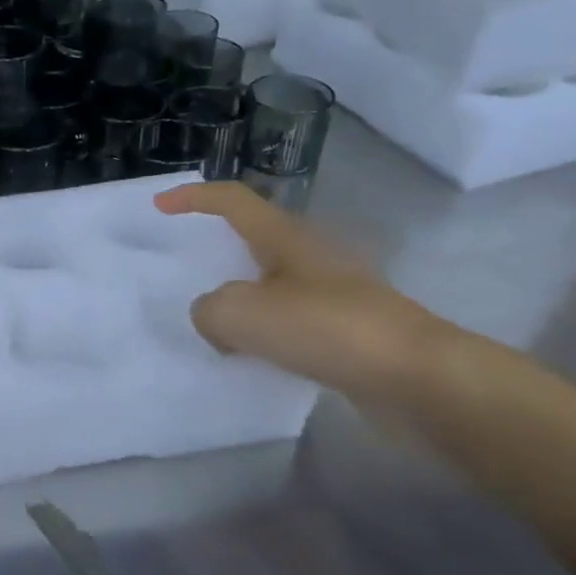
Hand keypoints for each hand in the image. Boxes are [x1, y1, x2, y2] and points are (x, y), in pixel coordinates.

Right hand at [154, 181, 453, 401]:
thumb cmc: (325, 328)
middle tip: (185, 272)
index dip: (193, 197)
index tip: (159, 207)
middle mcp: (310, 256)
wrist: (416, 377)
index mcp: (284, 237)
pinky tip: (250, 358)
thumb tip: (215, 319)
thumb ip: (209, 311)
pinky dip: (263, 332)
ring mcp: (333, 293)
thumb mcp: (242, 314)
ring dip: (239, 298)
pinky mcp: (347, 329)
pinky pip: (289, 321)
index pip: (232, 200)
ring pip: (270, 284)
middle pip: (253, 239)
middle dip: (217, 250)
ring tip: (210, 324)